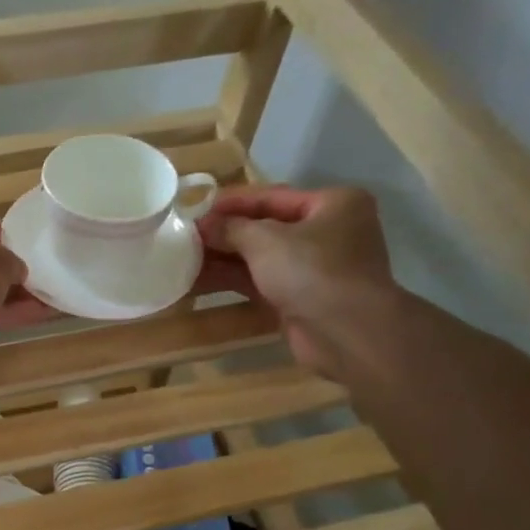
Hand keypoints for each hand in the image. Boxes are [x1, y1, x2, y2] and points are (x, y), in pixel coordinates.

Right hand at [197, 185, 397, 377]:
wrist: (346, 332)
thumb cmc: (312, 271)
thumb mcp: (266, 240)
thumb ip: (231, 229)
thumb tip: (202, 224)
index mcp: (332, 204)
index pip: (273, 196)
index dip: (231, 202)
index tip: (195, 206)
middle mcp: (327, 232)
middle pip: (265, 228)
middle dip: (224, 233)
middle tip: (185, 236)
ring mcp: (314, 268)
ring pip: (260, 258)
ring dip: (223, 259)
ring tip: (183, 260)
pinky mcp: (300, 299)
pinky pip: (260, 282)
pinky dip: (233, 281)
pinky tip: (199, 282)